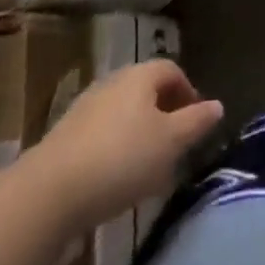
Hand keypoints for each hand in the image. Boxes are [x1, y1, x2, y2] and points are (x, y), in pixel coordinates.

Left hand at [36, 59, 223, 219]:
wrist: (47, 194)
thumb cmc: (121, 159)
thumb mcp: (170, 142)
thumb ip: (196, 122)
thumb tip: (217, 105)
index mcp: (139, 76)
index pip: (171, 70)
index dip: (188, 91)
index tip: (197, 120)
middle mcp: (111, 83)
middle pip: (146, 90)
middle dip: (164, 113)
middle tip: (176, 144)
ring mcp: (84, 109)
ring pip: (123, 114)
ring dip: (139, 133)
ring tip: (149, 167)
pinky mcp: (64, 138)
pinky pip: (101, 136)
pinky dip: (115, 150)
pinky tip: (117, 180)